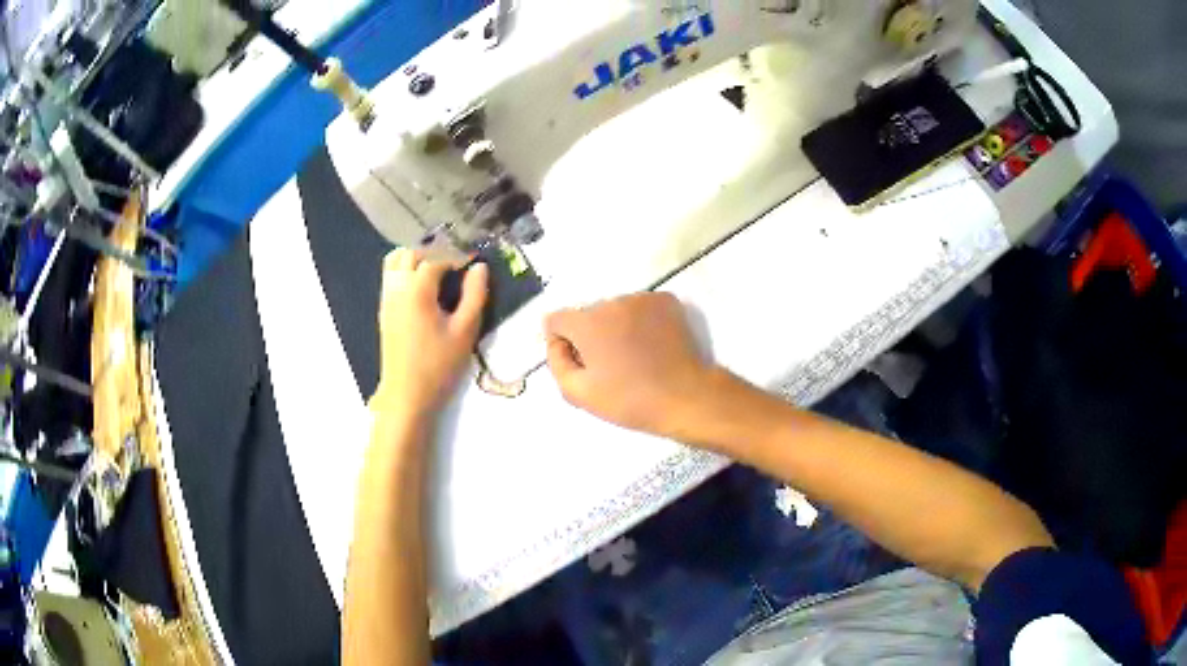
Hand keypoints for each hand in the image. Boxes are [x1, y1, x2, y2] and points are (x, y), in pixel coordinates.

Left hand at [373, 249, 487, 415]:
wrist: (406, 395)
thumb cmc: (438, 365)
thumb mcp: (465, 331)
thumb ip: (475, 295)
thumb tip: (479, 267)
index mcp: (417, 289)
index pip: (437, 257)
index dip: (457, 256)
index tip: (474, 262)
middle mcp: (397, 286)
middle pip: (412, 253)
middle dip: (435, 252)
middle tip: (457, 265)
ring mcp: (387, 297)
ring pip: (396, 261)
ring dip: (417, 259)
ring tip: (439, 272)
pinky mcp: (384, 309)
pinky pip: (391, 276)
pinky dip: (406, 271)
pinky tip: (424, 288)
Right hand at [545, 293, 715, 437]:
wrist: (685, 397)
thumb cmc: (629, 400)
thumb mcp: (579, 393)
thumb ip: (556, 362)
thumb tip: (557, 342)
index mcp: (586, 322)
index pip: (556, 320)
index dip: (562, 343)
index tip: (581, 363)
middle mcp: (611, 301)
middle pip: (588, 315)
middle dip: (592, 335)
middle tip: (611, 365)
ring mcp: (641, 298)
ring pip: (616, 310)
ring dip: (617, 327)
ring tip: (635, 356)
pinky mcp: (666, 300)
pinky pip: (641, 307)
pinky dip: (642, 321)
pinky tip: (652, 345)